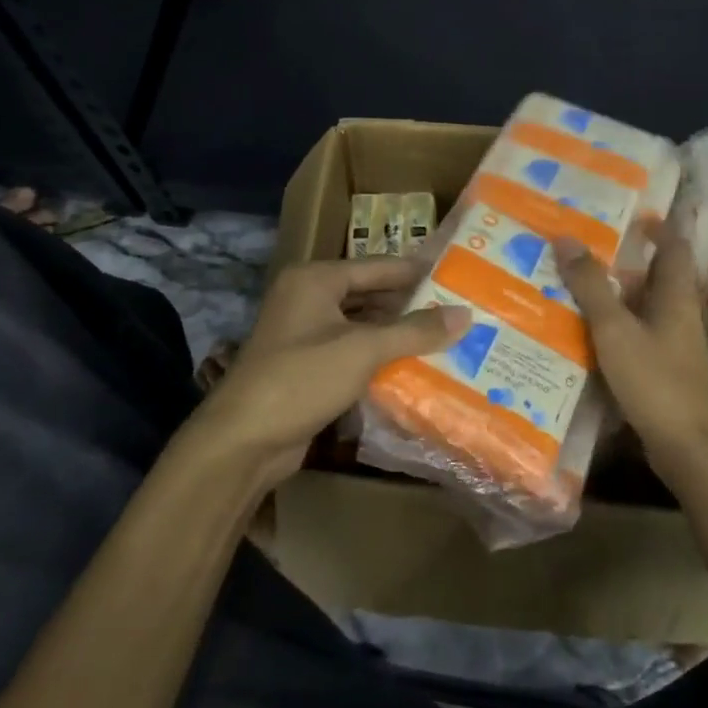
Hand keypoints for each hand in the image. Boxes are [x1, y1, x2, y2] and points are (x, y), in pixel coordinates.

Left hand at [191, 258, 470, 485]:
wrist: (243, 441)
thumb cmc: (302, 378)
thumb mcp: (364, 350)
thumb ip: (415, 330)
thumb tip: (465, 315)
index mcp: (315, 279)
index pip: (377, 266)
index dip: (416, 271)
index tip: (456, 275)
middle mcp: (307, 298)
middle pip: (369, 294)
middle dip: (410, 304)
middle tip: (457, 308)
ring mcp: (304, 334)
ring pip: (361, 325)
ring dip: (396, 332)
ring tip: (444, 336)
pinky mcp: (306, 367)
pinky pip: (351, 352)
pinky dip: (379, 356)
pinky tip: (413, 366)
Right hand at [555, 226, 707, 492]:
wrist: (689, 449)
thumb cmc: (656, 381)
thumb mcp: (615, 330)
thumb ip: (591, 286)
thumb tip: (566, 238)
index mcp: (677, 297)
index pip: (674, 248)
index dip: (658, 228)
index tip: (629, 215)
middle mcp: (683, 316)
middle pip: (660, 277)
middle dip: (630, 260)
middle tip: (590, 247)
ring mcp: (678, 346)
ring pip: (649, 308)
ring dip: (621, 295)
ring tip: (582, 284)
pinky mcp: (668, 372)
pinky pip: (642, 336)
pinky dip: (620, 327)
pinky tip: (592, 333)